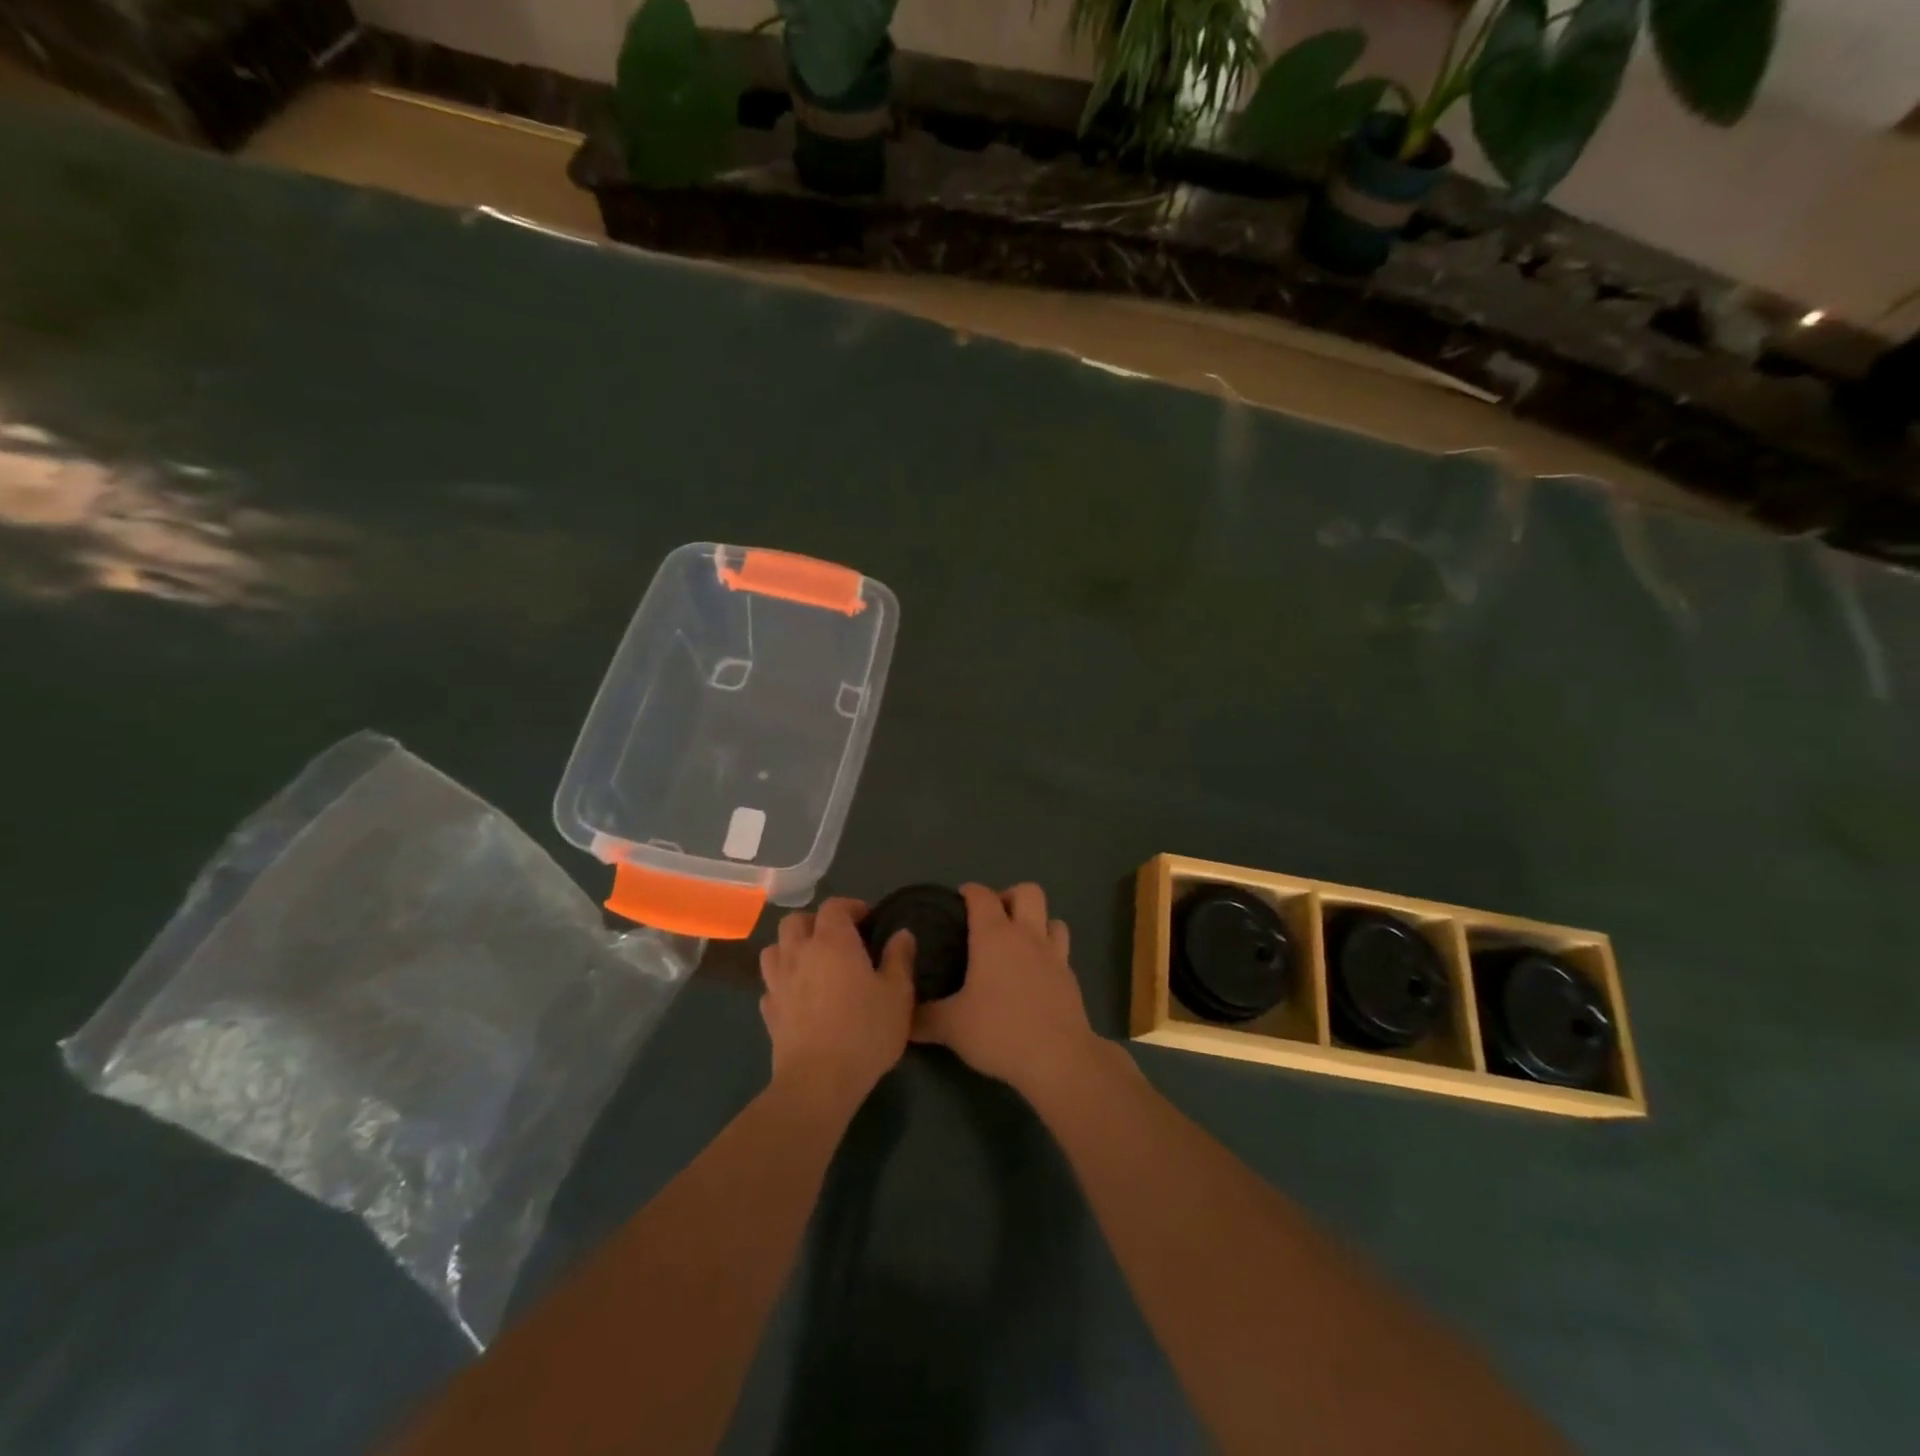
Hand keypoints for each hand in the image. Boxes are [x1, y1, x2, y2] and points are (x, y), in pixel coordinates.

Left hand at [760, 898, 914, 1117]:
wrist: (819, 1082)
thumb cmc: (865, 1031)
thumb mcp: (898, 994)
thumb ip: (899, 958)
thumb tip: (901, 934)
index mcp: (833, 941)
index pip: (834, 906)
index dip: (850, 907)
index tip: (868, 919)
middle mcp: (800, 953)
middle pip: (796, 921)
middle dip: (815, 922)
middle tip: (838, 938)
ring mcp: (778, 982)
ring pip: (774, 949)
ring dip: (791, 948)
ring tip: (812, 963)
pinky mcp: (768, 1012)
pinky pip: (771, 985)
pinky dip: (782, 983)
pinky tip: (798, 997)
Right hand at [913, 883, 1098, 1094]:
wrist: (1058, 1058)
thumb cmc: (1000, 1031)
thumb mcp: (950, 1027)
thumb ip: (922, 1018)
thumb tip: (900, 1017)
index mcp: (995, 936)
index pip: (982, 895)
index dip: (969, 892)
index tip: (957, 902)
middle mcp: (1027, 935)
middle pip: (1028, 891)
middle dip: (1009, 897)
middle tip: (991, 921)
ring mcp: (1054, 954)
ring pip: (1051, 918)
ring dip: (1036, 922)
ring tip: (1018, 944)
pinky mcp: (1071, 977)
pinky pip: (1061, 950)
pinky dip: (1048, 953)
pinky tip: (1035, 976)